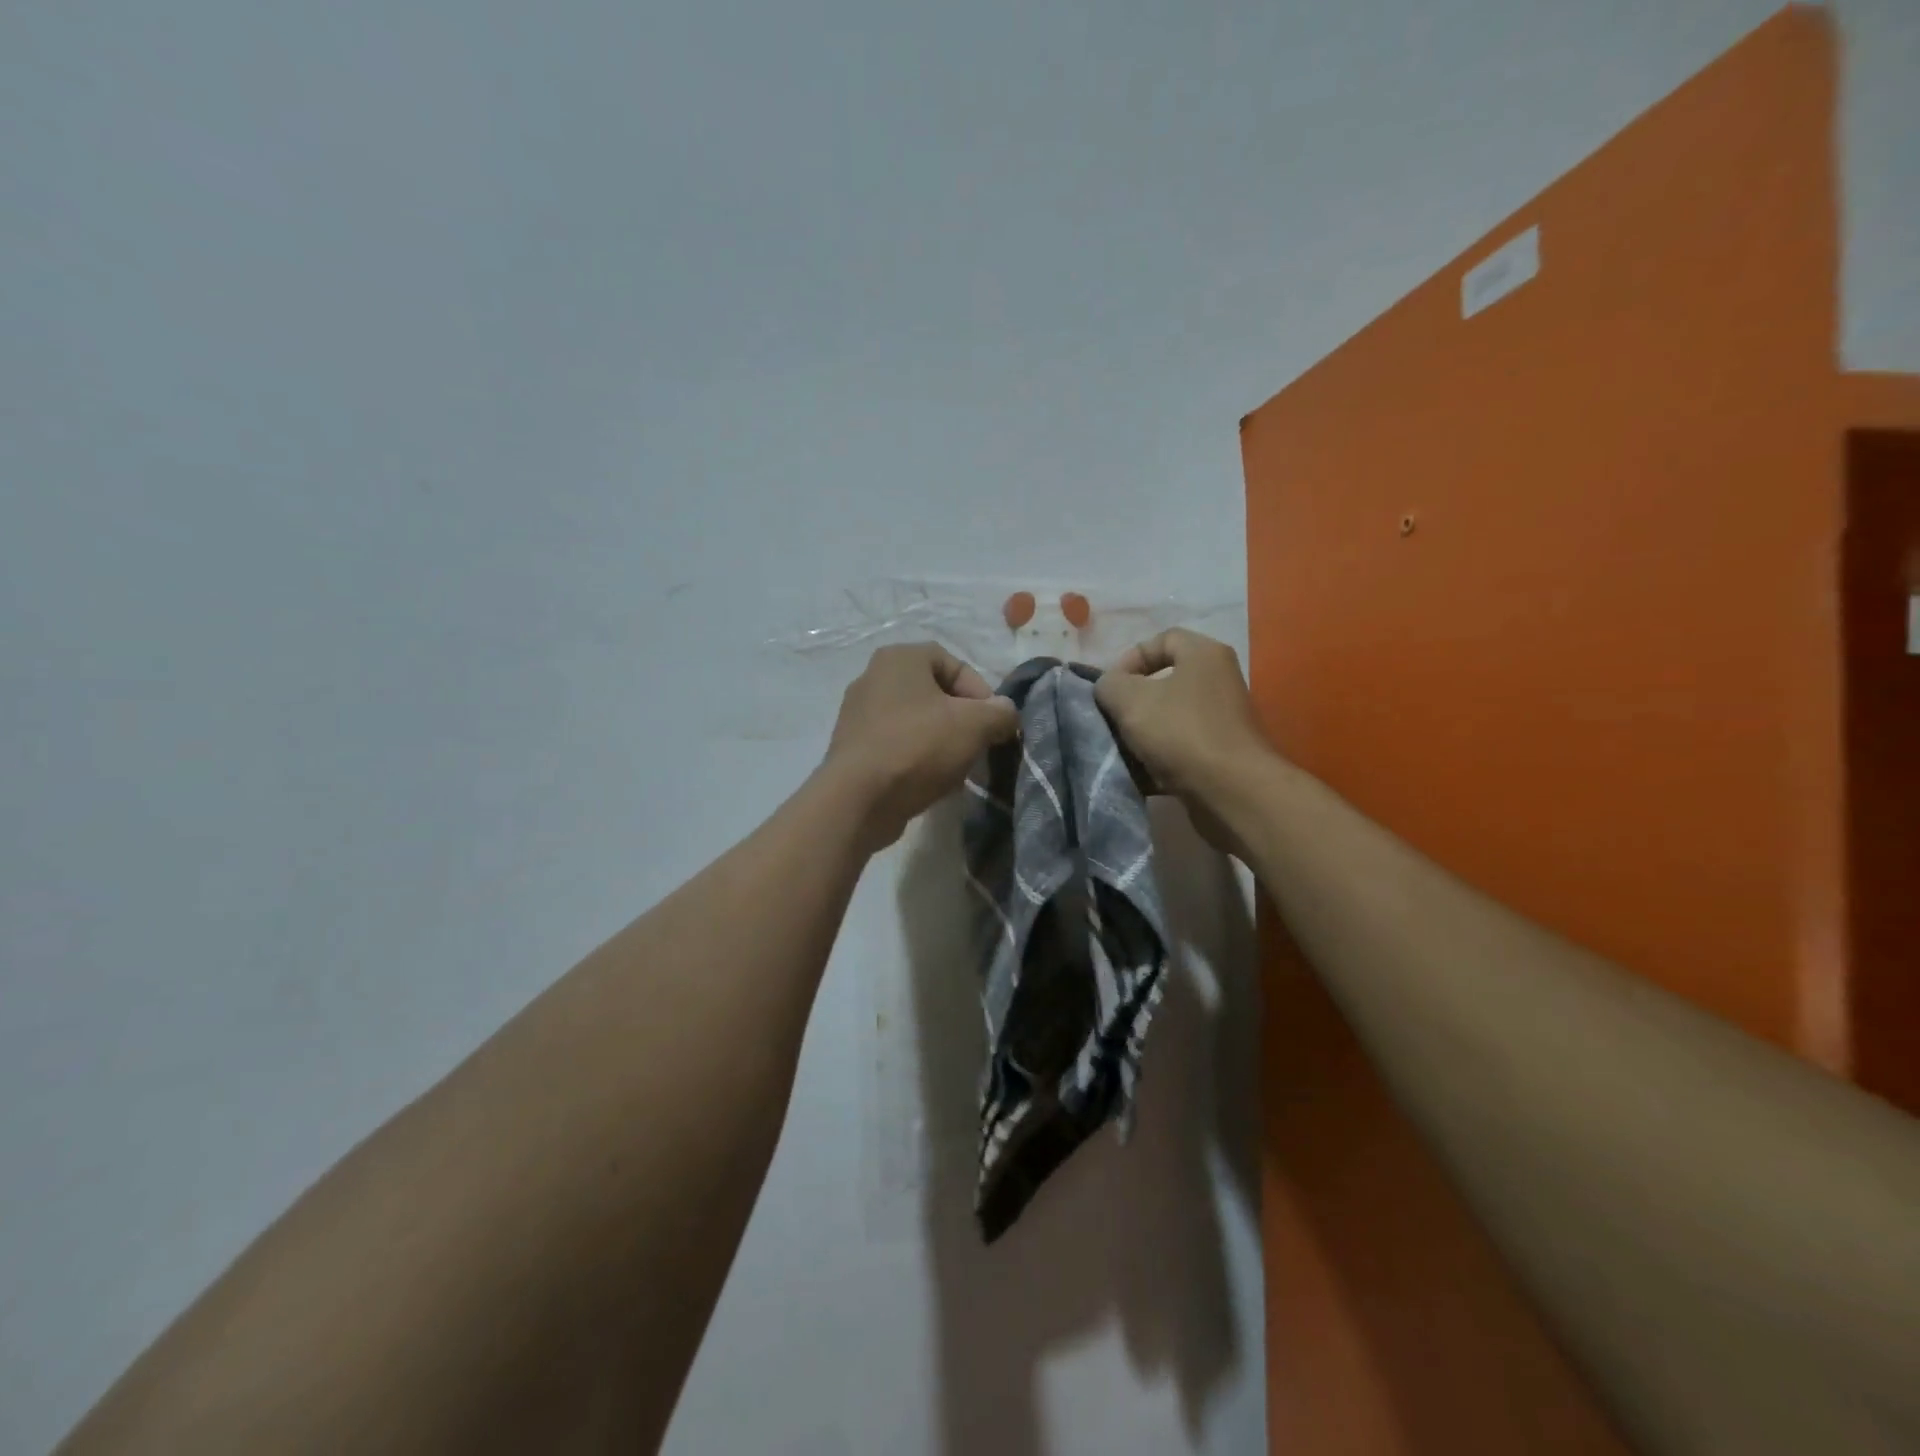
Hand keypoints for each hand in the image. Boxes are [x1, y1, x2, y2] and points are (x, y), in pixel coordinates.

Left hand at [821, 643, 1018, 850]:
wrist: (858, 799)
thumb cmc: (918, 747)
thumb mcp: (975, 725)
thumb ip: (1000, 713)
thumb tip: (1005, 713)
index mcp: (899, 658)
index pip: (953, 662)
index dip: (980, 692)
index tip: (992, 723)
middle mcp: (873, 678)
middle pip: (934, 694)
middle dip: (962, 720)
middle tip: (978, 745)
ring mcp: (858, 714)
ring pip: (916, 722)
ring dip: (942, 742)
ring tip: (957, 769)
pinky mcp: (853, 748)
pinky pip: (896, 746)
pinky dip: (917, 759)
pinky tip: (931, 782)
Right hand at [1094, 629, 1274, 853]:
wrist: (1231, 792)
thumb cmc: (1180, 732)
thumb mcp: (1129, 699)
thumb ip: (1109, 684)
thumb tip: (1109, 688)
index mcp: (1204, 655)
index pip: (1161, 639)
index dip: (1129, 659)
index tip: (1109, 687)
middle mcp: (1218, 682)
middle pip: (1163, 683)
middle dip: (1131, 702)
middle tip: (1110, 719)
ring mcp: (1221, 721)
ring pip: (1167, 719)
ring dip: (1140, 735)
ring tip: (1119, 750)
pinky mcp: (1219, 756)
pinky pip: (1178, 750)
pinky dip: (1157, 760)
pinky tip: (1137, 774)